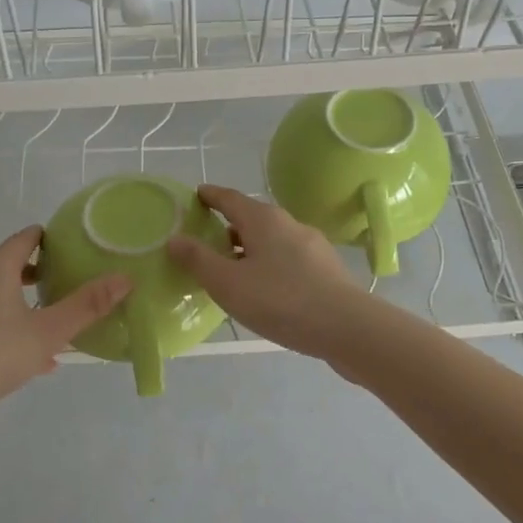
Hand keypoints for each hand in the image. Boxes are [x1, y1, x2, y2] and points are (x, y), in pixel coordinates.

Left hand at [0, 226, 130, 437]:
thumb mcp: (47, 334)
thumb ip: (87, 306)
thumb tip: (125, 278)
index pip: (26, 238)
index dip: (50, 239)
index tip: (71, 251)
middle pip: (6, 263)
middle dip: (35, 275)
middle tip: (60, 291)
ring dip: (16, 303)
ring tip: (40, 329)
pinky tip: (13, 357)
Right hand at [165, 185, 364, 360]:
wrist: (347, 327)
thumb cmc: (281, 300)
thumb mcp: (228, 283)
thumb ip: (198, 260)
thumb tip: (175, 238)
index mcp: (263, 220)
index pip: (231, 198)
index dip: (211, 196)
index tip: (196, 195)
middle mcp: (289, 224)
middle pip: (252, 219)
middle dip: (229, 227)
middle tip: (206, 242)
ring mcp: (312, 246)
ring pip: (272, 241)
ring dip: (250, 250)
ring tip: (232, 272)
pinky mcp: (326, 270)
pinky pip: (288, 260)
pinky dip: (269, 266)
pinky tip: (265, 291)